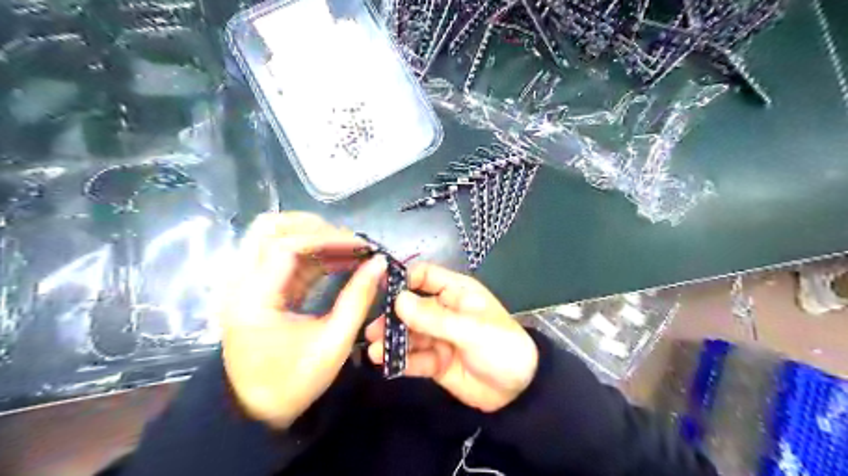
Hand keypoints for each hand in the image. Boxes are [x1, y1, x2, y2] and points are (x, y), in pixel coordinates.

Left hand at [221, 212, 386, 427]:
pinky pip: (282, 255)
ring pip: (272, 235)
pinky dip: (310, 252)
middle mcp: (240, 282)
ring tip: (347, 249)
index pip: (285, 246)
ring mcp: (245, 283)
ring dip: (311, 236)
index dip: (327, 239)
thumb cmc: (293, 381)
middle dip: (312, 226)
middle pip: (268, 228)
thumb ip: (358, 299)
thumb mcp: (333, 343)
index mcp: (253, 298)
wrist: (257, 411)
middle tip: (347, 240)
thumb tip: (379, 263)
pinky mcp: (257, 288)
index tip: (362, 245)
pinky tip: (338, 261)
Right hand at [364, 264, 534, 412]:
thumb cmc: (501, 347)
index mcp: (456, 292)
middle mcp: (443, 311)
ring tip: (375, 351)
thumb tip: (398, 300)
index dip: (402, 279)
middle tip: (372, 330)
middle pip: (410, 307)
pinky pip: (415, 358)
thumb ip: (434, 318)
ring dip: (392, 341)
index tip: (379, 289)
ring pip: (409, 334)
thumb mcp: (470, 330)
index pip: (424, 276)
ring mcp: (438, 337)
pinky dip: (401, 360)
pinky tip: (387, 364)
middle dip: (392, 317)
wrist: (519, 391)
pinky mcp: (436, 361)